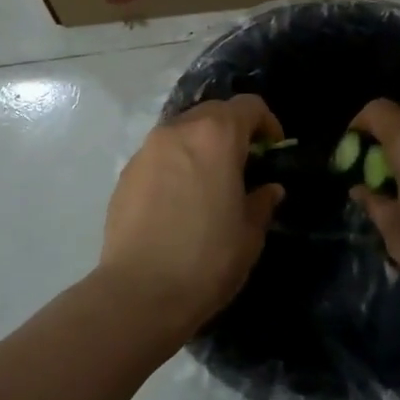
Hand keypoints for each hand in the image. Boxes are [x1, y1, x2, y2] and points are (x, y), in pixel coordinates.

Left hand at [98, 94, 286, 341]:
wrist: (139, 293)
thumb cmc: (207, 259)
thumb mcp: (249, 234)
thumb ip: (261, 202)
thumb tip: (269, 189)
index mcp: (216, 136)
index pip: (248, 106)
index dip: (267, 122)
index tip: (273, 149)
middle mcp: (179, 131)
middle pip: (212, 112)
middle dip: (232, 129)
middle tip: (244, 163)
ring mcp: (147, 150)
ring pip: (182, 131)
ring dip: (201, 145)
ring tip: (210, 181)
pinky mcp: (126, 173)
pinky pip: (160, 155)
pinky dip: (176, 163)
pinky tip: (179, 199)